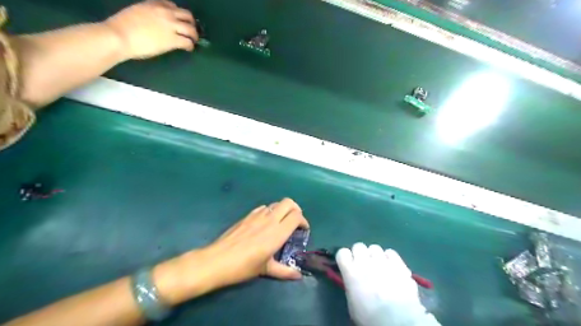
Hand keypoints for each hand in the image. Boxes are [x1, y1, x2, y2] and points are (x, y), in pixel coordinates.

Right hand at [106, 0, 199, 59]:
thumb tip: (155, 23)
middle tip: (191, 31)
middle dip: (191, 23)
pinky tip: (189, 49)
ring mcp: (170, 26)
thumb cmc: (122, 27)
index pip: (172, 5)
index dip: (178, 14)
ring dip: (194, 36)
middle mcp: (165, 12)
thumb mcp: (136, 12)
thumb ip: (149, 14)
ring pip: (191, 29)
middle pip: (186, 15)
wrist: (119, 36)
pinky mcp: (173, 40)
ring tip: (193, 41)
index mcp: (153, 4)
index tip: (179, 20)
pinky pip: (188, 42)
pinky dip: (191, 46)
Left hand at [204, 197, 310, 286]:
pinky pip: (263, 208)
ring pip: (275, 204)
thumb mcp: (266, 270)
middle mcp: (270, 220)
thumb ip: (285, 271)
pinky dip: (269, 211)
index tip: (303, 229)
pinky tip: (265, 223)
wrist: (218, 260)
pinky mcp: (247, 216)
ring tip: (281, 222)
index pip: (296, 216)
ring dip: (282, 210)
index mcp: (277, 232)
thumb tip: (298, 276)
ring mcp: (257, 215)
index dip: (303, 220)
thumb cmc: (244, 266)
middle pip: (288, 202)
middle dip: (296, 209)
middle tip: (295, 221)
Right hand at [337, 244, 440, 325]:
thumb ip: (351, 284)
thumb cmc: (369, 316)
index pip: (342, 253)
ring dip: (375, 255)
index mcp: (350, 272)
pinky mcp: (398, 263)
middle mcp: (364, 262)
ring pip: (374, 247)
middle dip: (360, 254)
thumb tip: (353, 279)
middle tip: (364, 265)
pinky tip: (391, 266)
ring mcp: (382, 261)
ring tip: (379, 265)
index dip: (346, 258)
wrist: (396, 320)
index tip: (348, 264)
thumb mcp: (352, 302)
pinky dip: (389, 257)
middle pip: (358, 246)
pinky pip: (390, 252)